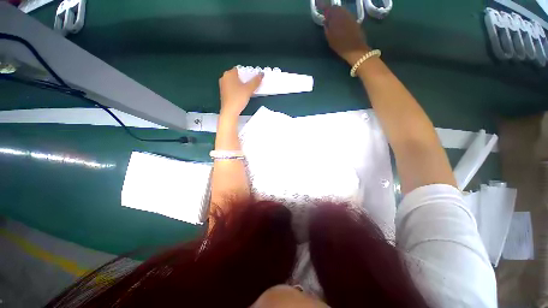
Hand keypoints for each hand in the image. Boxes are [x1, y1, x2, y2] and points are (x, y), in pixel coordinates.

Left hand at [219, 68, 263, 117]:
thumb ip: (255, 81)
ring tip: (249, 90)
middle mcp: (224, 78)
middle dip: (245, 79)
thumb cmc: (238, 98)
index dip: (247, 73)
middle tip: (253, 84)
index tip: (253, 78)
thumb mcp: (249, 89)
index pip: (239, 69)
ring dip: (242, 85)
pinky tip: (243, 95)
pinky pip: (233, 88)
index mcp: (229, 74)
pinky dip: (238, 90)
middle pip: (237, 76)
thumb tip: (261, 74)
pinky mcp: (224, 93)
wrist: (230, 111)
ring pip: (235, 83)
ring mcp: (223, 86)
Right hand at [323, 6, 370, 64]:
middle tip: (326, 15)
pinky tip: (339, 22)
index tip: (318, 4)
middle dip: (330, 10)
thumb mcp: (330, 38)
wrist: (355, 49)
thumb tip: (325, 21)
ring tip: (332, 19)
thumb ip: (326, 27)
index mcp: (336, 16)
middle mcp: (343, 13)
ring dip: (336, 13)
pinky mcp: (354, 20)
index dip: (322, 5)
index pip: (328, 7)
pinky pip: (346, 14)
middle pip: (335, 8)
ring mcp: (350, 16)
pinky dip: (341, 16)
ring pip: (341, 10)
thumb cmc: (340, 45)